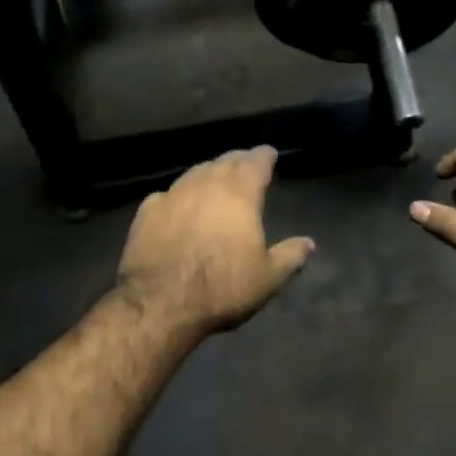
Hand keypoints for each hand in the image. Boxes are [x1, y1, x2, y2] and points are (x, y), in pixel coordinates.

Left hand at [117, 147, 314, 339]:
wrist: (161, 302)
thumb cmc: (222, 287)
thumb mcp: (268, 278)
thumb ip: (290, 256)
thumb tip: (309, 243)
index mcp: (240, 194)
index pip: (256, 162)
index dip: (264, 156)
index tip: (269, 153)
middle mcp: (206, 184)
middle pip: (225, 162)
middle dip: (238, 160)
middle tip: (245, 163)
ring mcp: (173, 194)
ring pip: (195, 173)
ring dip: (208, 172)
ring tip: (214, 178)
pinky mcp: (146, 212)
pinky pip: (167, 194)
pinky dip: (178, 195)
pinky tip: (177, 203)